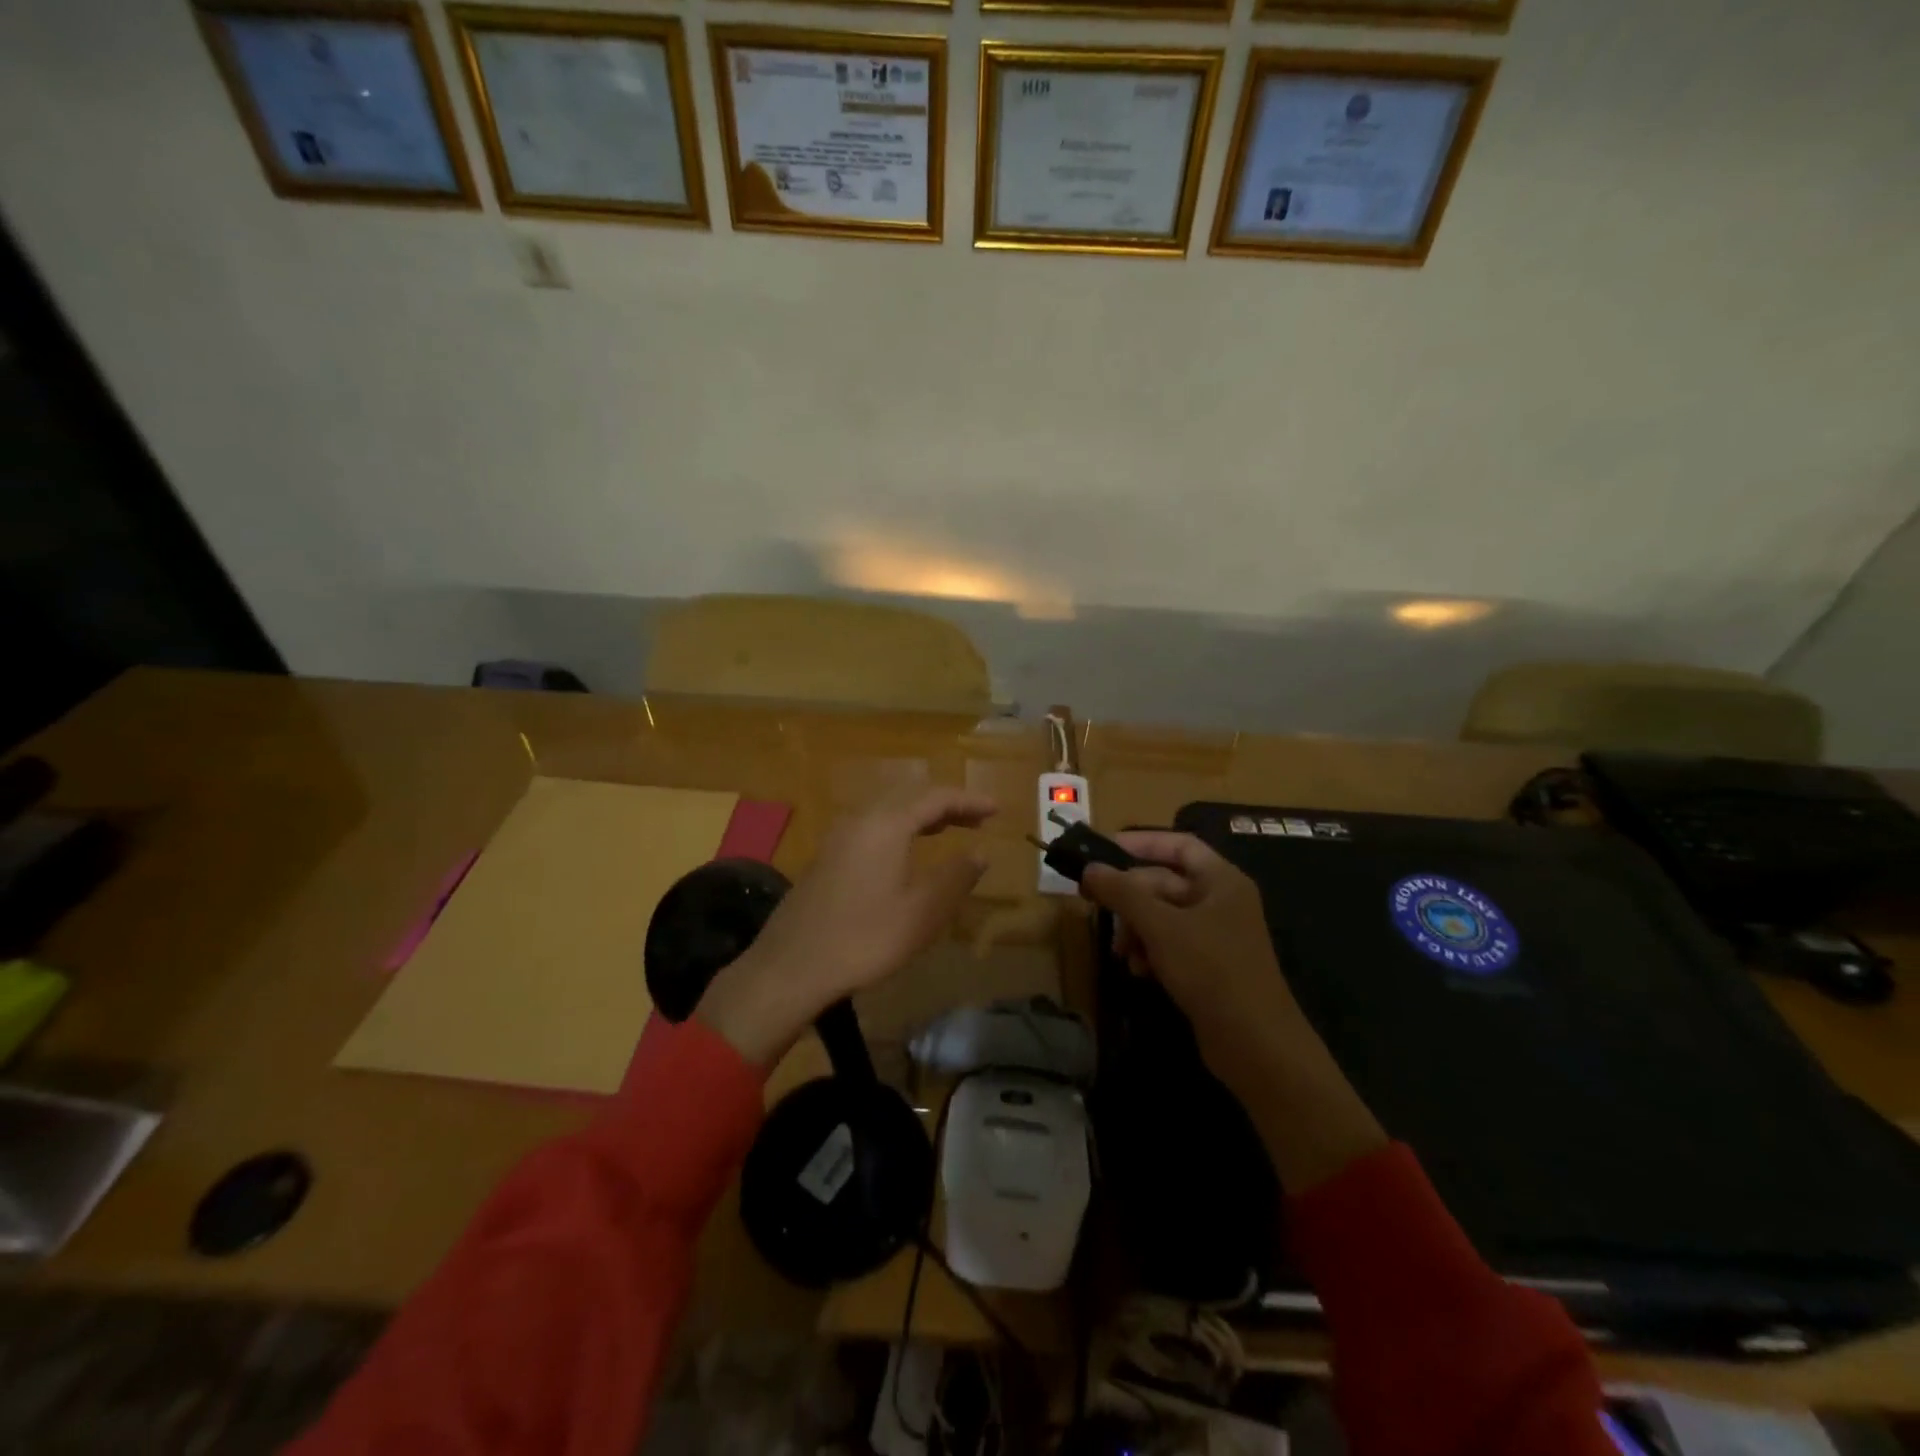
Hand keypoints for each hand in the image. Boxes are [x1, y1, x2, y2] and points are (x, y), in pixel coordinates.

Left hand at [698, 784, 996, 1063]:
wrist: (791, 968)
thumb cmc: (864, 939)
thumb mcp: (922, 913)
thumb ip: (956, 877)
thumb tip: (980, 852)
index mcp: (886, 825)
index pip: (936, 797)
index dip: (969, 800)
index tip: (996, 809)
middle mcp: (860, 820)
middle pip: (909, 796)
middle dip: (946, 803)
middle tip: (977, 818)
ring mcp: (838, 837)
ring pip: (887, 810)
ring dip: (921, 814)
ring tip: (948, 828)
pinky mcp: (826, 856)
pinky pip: (871, 826)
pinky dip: (899, 828)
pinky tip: (905, 851)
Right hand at [1081, 832, 1386, 1191]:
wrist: (1255, 1044)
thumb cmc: (1211, 970)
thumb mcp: (1160, 926)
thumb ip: (1122, 893)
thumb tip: (1089, 868)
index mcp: (1221, 880)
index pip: (1178, 845)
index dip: (1140, 843)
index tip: (1102, 851)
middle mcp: (1221, 901)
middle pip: (1164, 882)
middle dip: (1130, 897)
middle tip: (1094, 904)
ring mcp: (1216, 934)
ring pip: (1162, 915)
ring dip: (1136, 928)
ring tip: (1121, 951)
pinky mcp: (1209, 965)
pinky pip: (1170, 943)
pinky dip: (1150, 951)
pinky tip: (1139, 970)